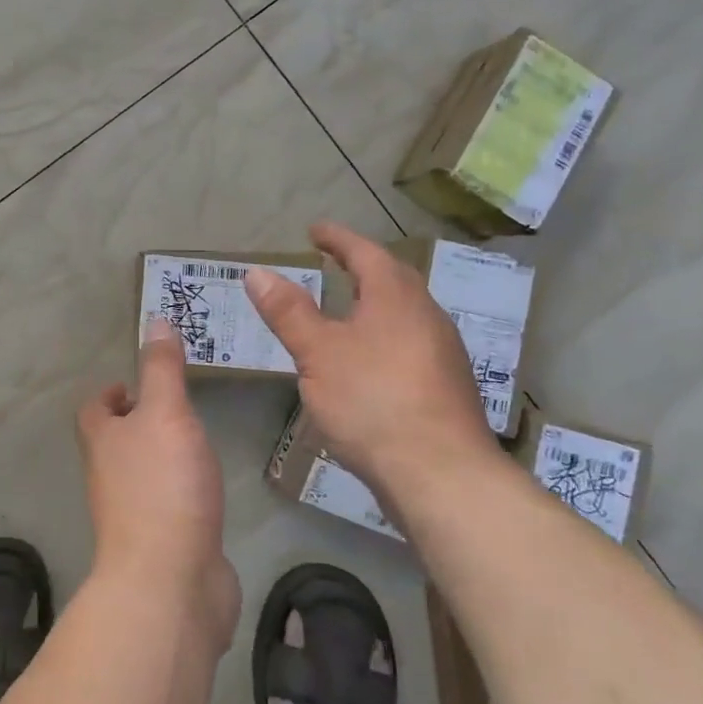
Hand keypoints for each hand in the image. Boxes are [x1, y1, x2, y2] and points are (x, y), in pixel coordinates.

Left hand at [77, 319, 240, 650]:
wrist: (170, 583)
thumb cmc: (163, 486)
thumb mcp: (165, 413)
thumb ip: (162, 369)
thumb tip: (155, 320)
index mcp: (102, 442)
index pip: (95, 409)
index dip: (112, 393)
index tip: (138, 383)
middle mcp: (110, 477)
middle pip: (116, 442)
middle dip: (141, 423)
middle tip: (178, 406)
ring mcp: (134, 515)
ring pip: (144, 474)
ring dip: (163, 456)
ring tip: (197, 439)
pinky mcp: (162, 544)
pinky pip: (170, 507)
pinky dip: (183, 492)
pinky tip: (209, 488)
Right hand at [246, 221, 502, 502]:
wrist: (441, 473)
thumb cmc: (372, 400)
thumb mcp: (318, 353)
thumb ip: (289, 312)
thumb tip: (257, 272)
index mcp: (395, 297)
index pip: (365, 253)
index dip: (338, 239)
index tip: (315, 230)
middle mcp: (426, 315)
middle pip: (393, 279)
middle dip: (362, 266)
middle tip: (334, 263)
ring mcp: (442, 352)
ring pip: (405, 313)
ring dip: (376, 303)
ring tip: (348, 309)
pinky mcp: (445, 386)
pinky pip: (410, 343)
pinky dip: (385, 336)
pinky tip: (370, 360)